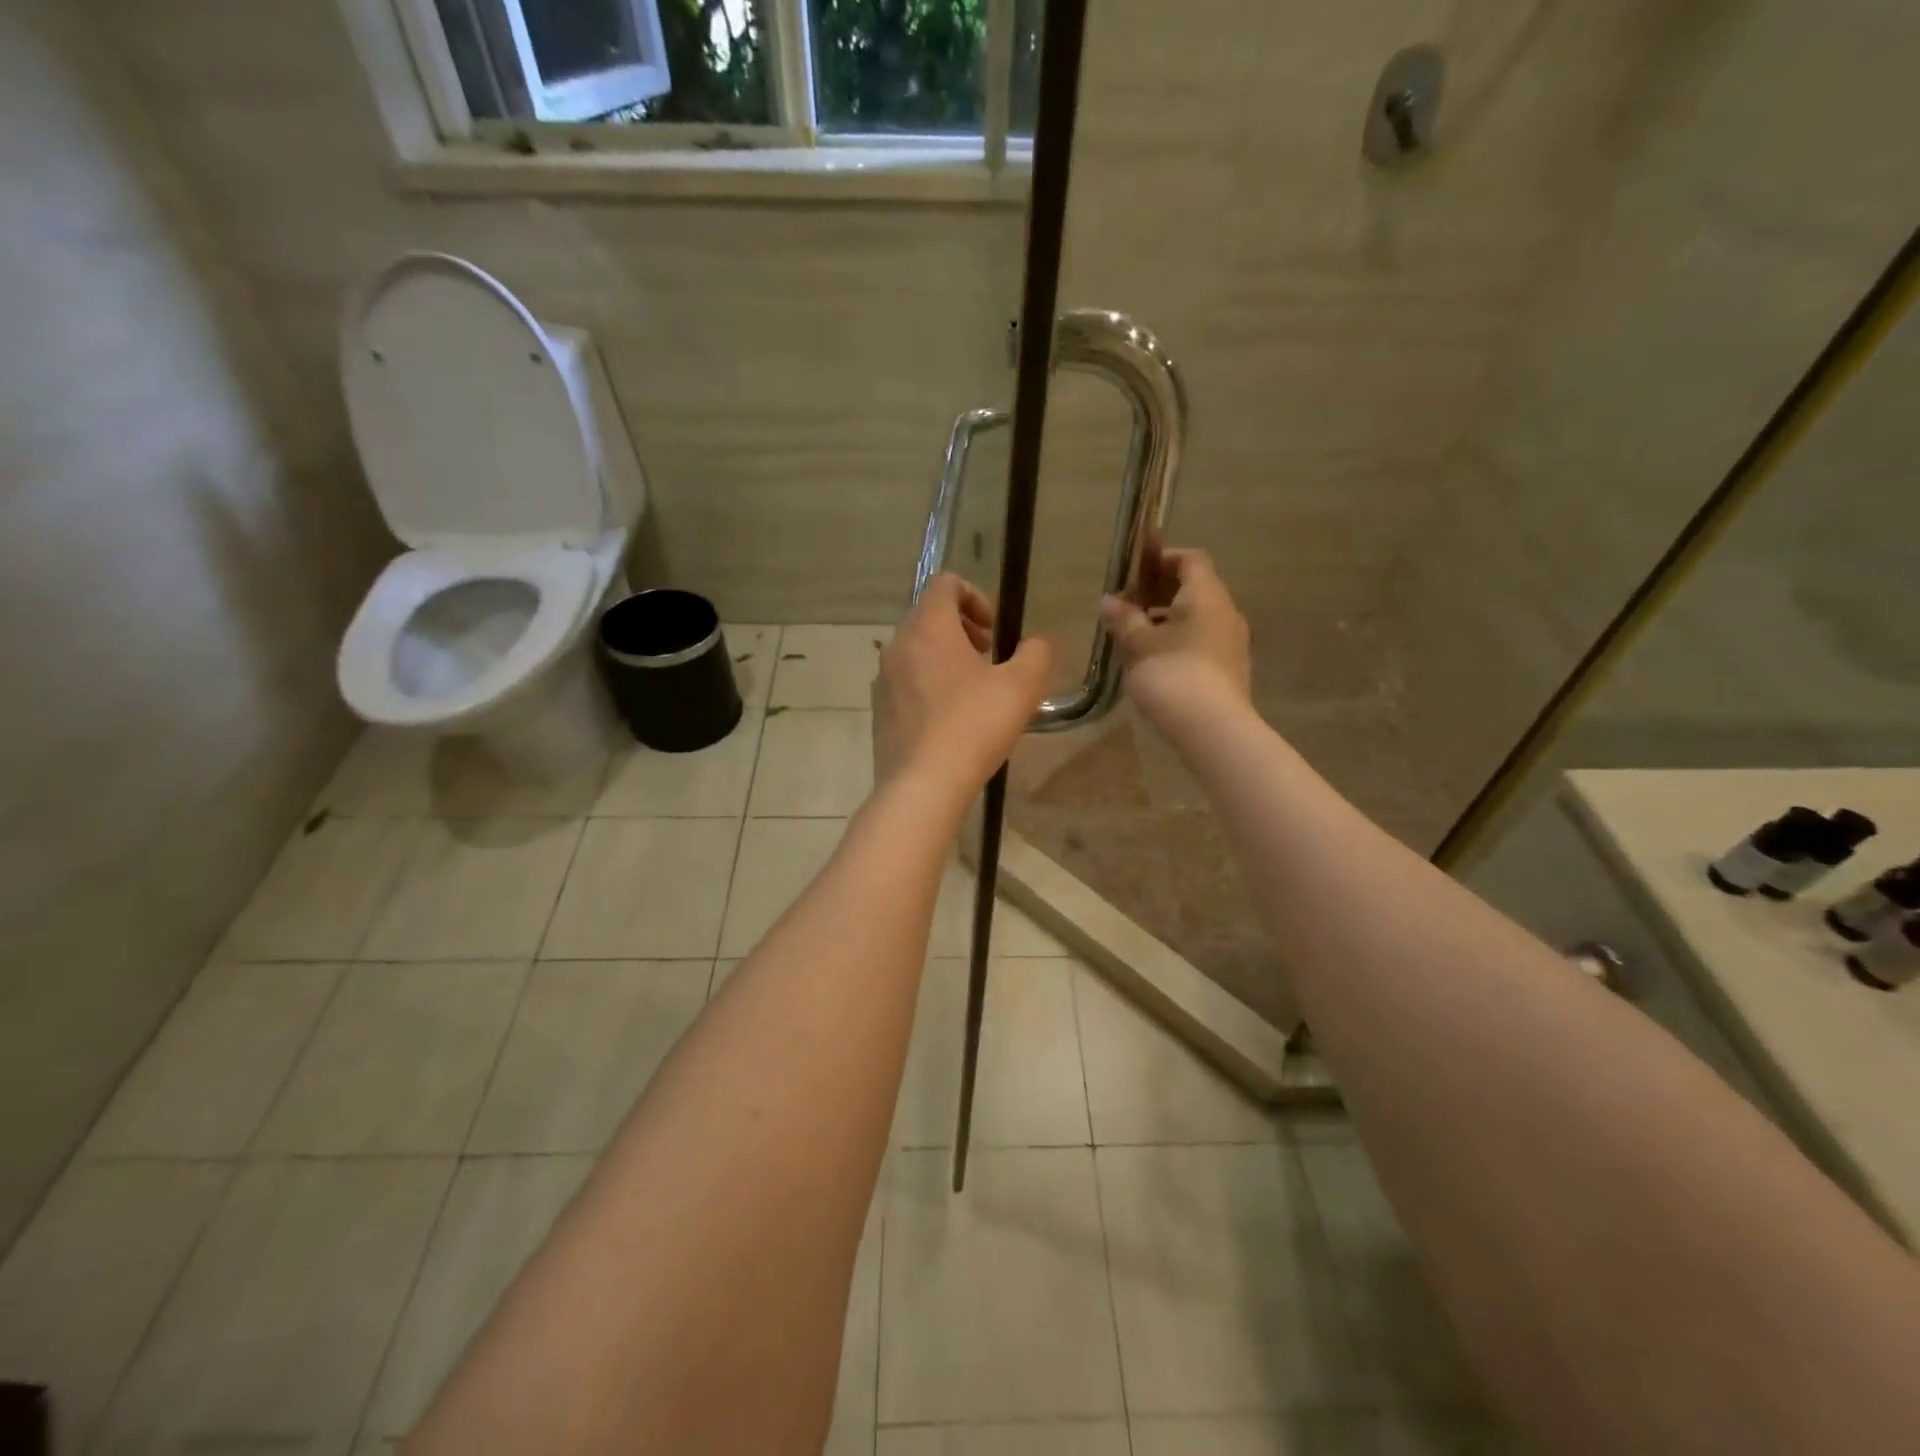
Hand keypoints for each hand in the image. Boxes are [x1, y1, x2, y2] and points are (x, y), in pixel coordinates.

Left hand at [872, 574, 1053, 798]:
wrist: (923, 785)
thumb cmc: (974, 726)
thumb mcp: (1022, 686)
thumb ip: (1036, 654)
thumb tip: (1035, 644)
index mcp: (928, 628)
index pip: (945, 584)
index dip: (975, 597)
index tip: (994, 630)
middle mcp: (897, 645)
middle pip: (928, 617)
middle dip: (961, 628)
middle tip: (987, 656)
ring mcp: (882, 680)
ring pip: (915, 651)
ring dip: (944, 657)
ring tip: (972, 690)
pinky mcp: (879, 711)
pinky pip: (905, 683)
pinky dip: (927, 685)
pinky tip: (950, 720)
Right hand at [1098, 541, 1250, 728]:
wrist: (1212, 729)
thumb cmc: (1171, 675)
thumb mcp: (1138, 645)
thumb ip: (1124, 618)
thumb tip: (1110, 600)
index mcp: (1206, 595)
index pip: (1190, 559)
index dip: (1161, 560)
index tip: (1133, 575)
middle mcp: (1225, 611)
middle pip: (1194, 587)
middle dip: (1159, 592)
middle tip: (1128, 608)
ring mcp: (1232, 642)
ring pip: (1198, 617)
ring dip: (1167, 619)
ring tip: (1136, 637)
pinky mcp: (1230, 668)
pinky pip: (1202, 641)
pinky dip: (1179, 640)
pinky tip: (1155, 662)